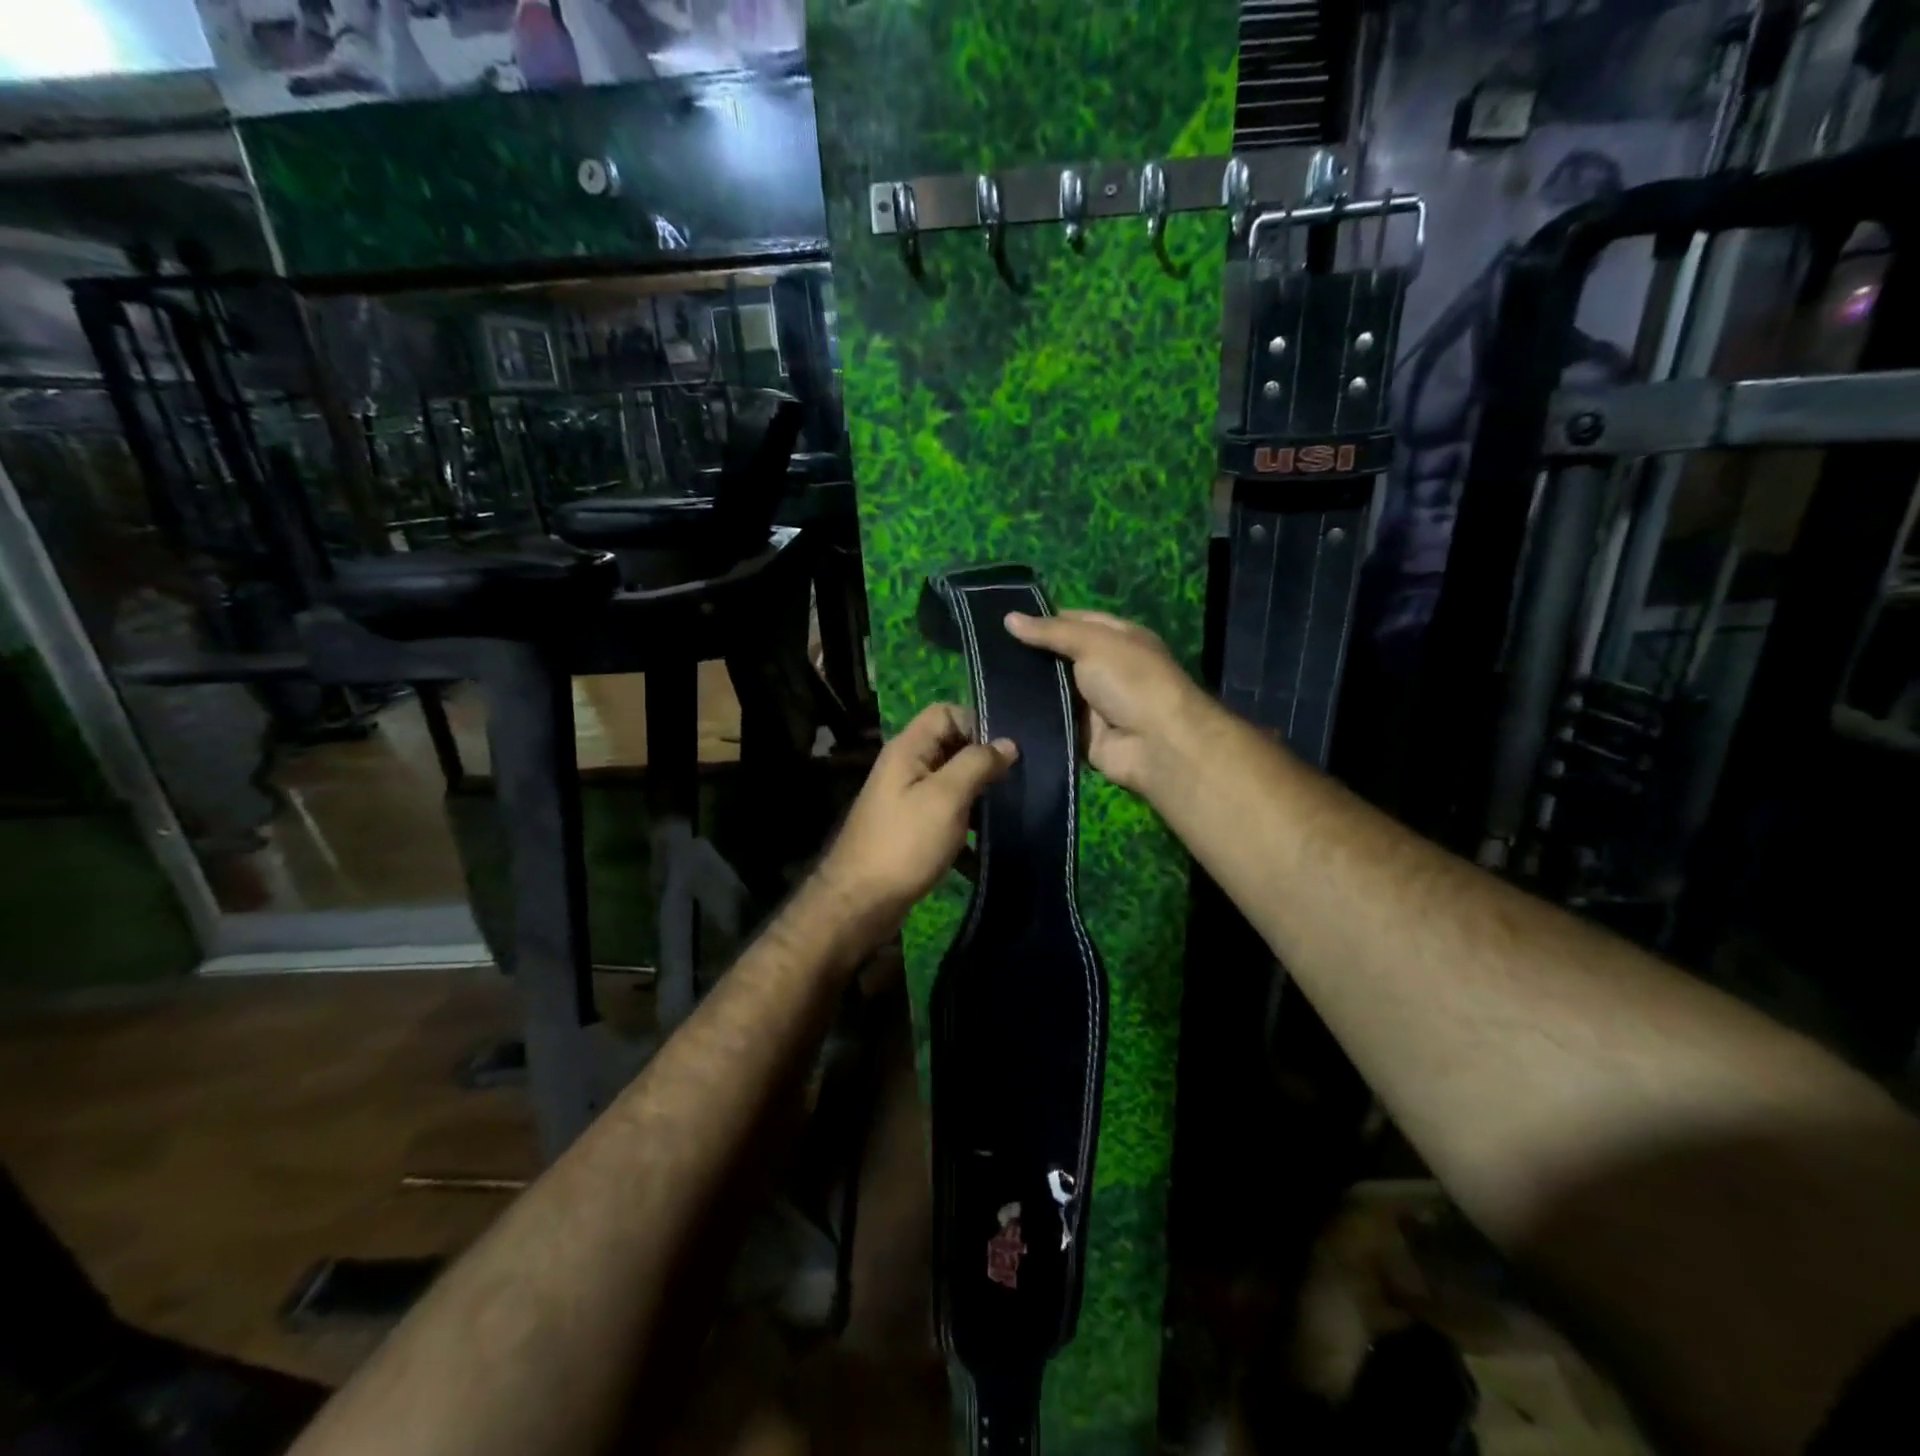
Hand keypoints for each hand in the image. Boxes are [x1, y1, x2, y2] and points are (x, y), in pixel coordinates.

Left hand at [817, 703, 1016, 925]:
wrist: (860, 902)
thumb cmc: (905, 843)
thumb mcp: (947, 797)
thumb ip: (977, 764)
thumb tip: (1008, 743)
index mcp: (908, 749)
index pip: (946, 713)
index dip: (977, 724)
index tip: (1006, 753)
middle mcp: (905, 767)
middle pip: (950, 747)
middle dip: (983, 762)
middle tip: (1016, 782)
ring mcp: (906, 799)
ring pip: (951, 783)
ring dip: (978, 795)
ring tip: (1008, 812)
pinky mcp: (911, 829)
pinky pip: (945, 814)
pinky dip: (965, 826)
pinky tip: (985, 846)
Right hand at [1004, 609, 1209, 795]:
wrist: (1156, 744)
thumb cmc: (1131, 680)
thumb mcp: (1093, 643)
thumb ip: (1051, 632)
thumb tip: (1009, 618)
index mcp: (1116, 638)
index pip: (1073, 621)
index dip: (1041, 620)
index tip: (1002, 622)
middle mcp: (1105, 668)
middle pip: (1059, 657)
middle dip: (1027, 656)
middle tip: (984, 651)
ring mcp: (1092, 703)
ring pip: (1050, 691)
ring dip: (1024, 688)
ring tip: (982, 679)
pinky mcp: (1081, 734)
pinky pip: (1050, 722)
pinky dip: (1030, 718)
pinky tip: (997, 710)